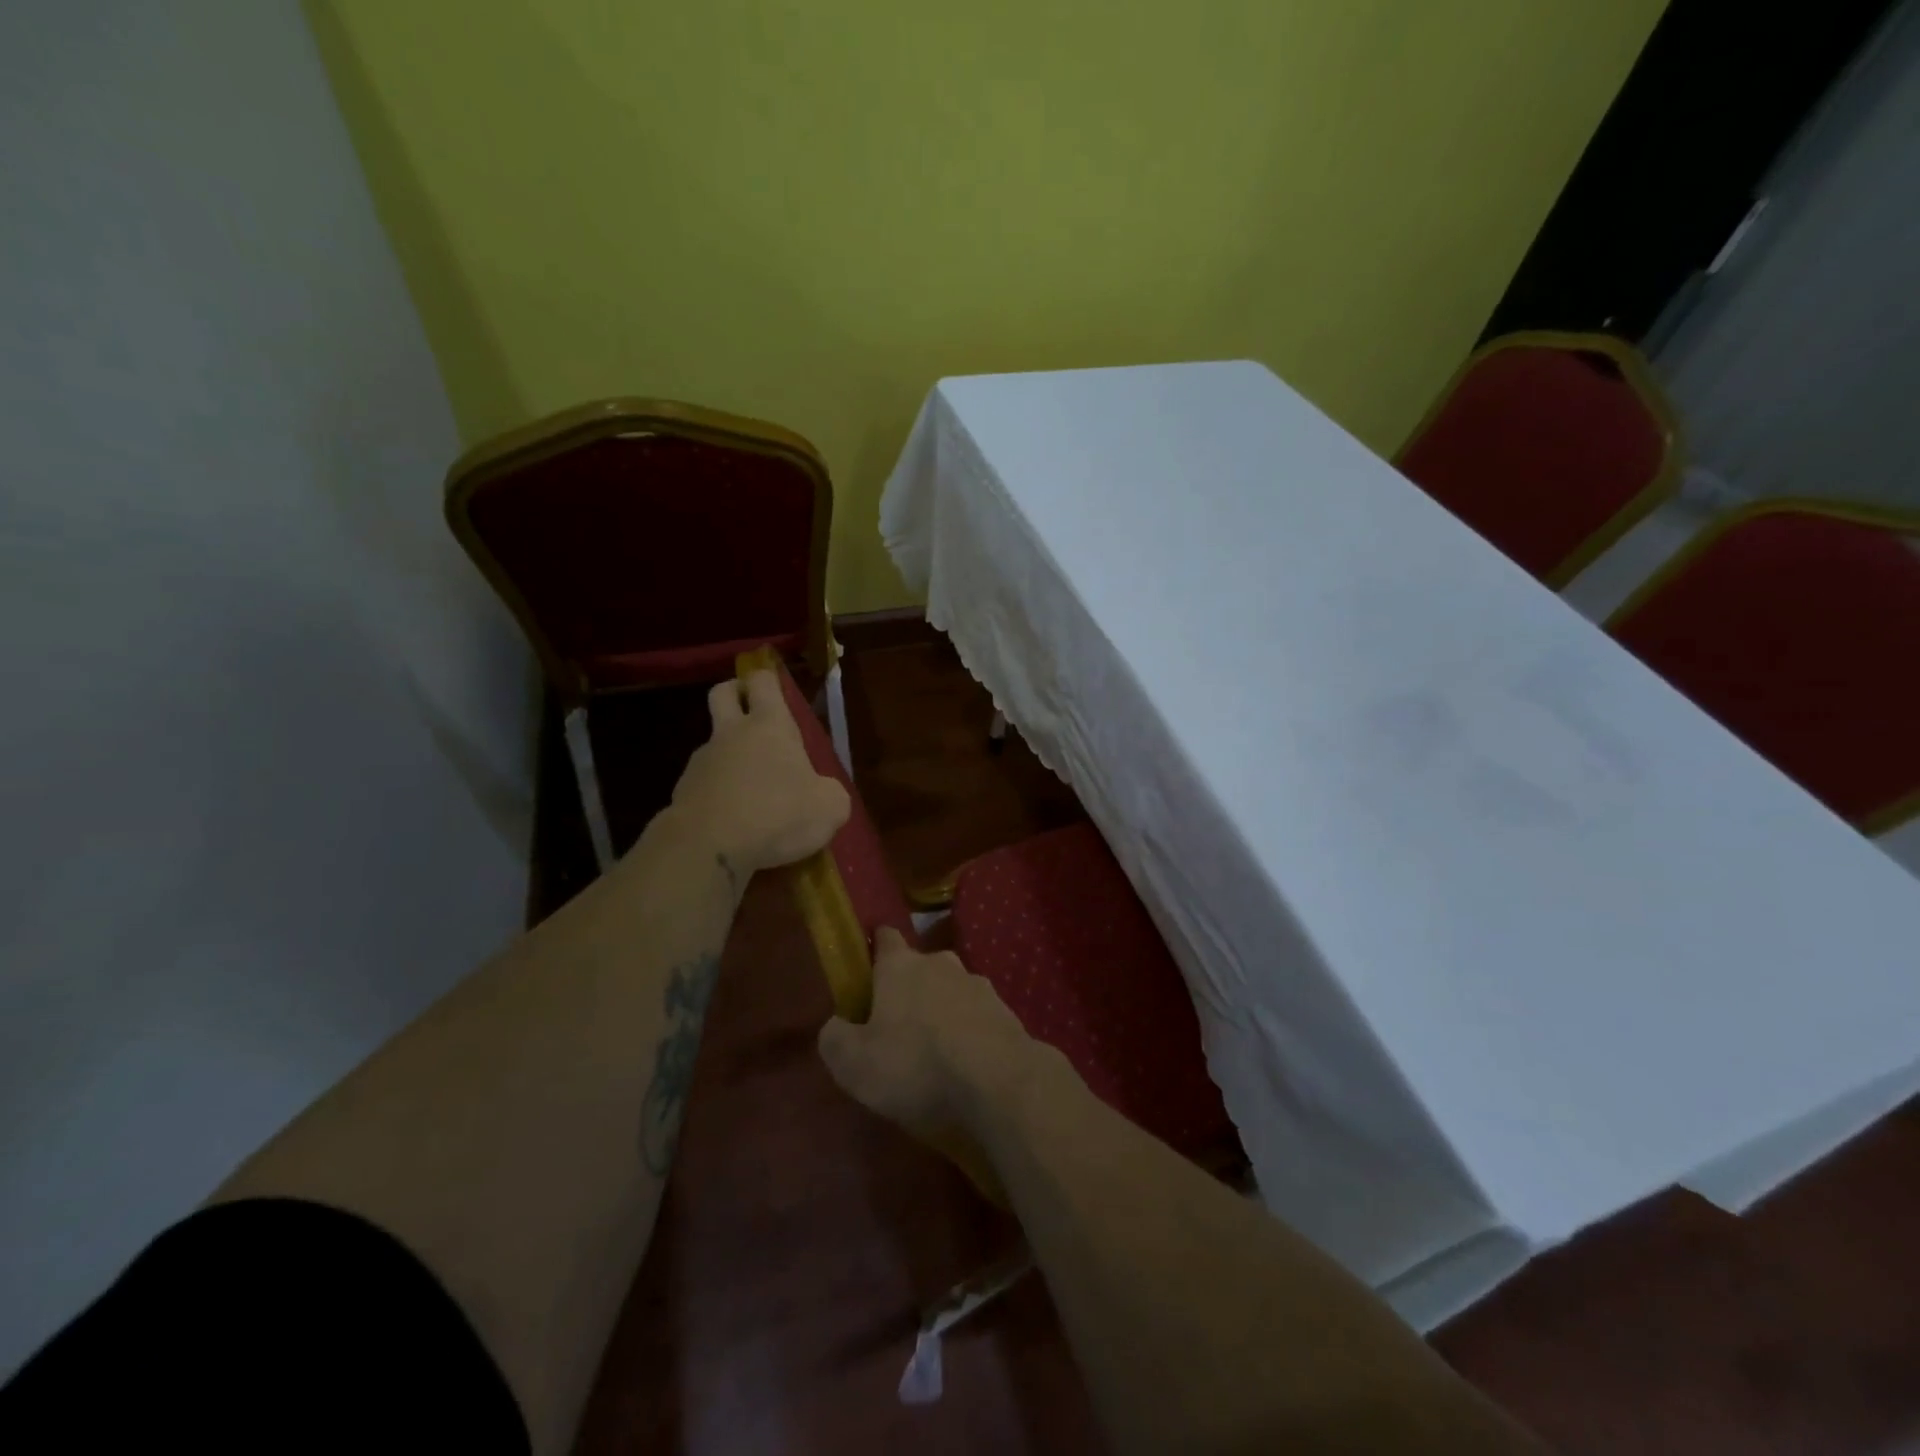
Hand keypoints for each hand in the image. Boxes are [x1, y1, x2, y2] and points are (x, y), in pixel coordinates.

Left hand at [668, 669, 850, 876]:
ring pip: (712, 743)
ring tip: (751, 790)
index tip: (777, 691)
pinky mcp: (682, 793)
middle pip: (722, 693)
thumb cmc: (778, 815)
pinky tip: (732, 820)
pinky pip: (703, 783)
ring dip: (729, 755)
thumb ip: (830, 794)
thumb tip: (824, 795)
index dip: (769, 680)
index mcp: (770, 726)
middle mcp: (731, 734)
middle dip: (735, 694)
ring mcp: (702, 762)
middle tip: (751, 711)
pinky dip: (717, 793)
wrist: (709, 848)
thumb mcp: (829, 808)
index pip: (764, 682)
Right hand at [817, 927, 1047, 1140]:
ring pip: (951, 990)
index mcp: (900, 966)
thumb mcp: (855, 1064)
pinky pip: (977, 1017)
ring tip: (934, 1049)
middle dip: (909, 987)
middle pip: (920, 966)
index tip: (868, 965)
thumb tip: (836, 1025)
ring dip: (942, 1010)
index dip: (875, 948)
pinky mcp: (1006, 1012)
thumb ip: (835, 1039)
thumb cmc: (917, 1065)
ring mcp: (978, 985)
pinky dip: (969, 1032)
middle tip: (897, 1023)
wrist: (1000, 1082)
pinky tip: (965, 1062)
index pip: (885, 938)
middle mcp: (940, 964)